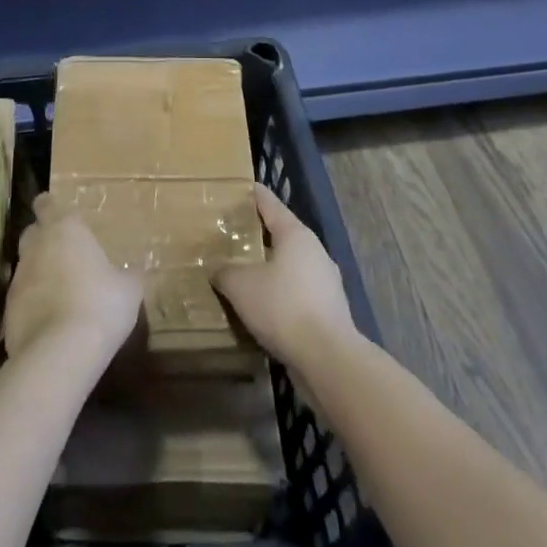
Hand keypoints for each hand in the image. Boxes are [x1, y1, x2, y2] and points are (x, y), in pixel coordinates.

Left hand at [2, 193, 143, 365]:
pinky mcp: (7, 310)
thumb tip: (134, 272)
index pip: (47, 203)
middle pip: (32, 231)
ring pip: (26, 266)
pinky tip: (49, 321)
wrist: (59, 353)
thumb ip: (128, 275)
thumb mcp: (129, 289)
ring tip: (60, 291)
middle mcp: (36, 246)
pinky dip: (32, 304)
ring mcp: (18, 278)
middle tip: (65, 253)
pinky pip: (21, 299)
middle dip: (44, 238)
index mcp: (65, 229)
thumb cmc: (100, 305)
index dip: (50, 207)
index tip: (59, 215)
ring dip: (39, 273)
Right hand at [213, 185, 356, 367]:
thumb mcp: (241, 286)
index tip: (239, 187)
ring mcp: (326, 281)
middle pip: (281, 234)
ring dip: (269, 267)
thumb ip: (225, 272)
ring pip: (290, 265)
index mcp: (295, 234)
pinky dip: (280, 294)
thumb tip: (217, 270)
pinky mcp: (329, 310)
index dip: (252, 194)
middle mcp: (314, 251)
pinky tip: (262, 307)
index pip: (269, 203)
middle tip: (232, 234)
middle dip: (258, 234)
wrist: (328, 359)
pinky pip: (297, 292)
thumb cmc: (283, 307)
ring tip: (244, 272)